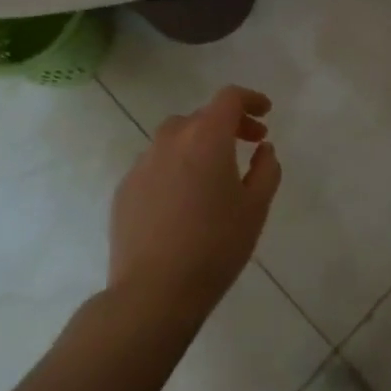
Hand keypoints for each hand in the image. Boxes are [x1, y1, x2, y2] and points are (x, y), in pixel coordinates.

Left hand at [109, 85, 281, 321]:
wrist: (153, 292)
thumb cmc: (215, 246)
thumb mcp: (256, 208)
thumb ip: (266, 169)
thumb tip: (263, 148)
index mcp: (206, 137)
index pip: (229, 98)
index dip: (250, 99)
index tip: (266, 114)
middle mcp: (171, 140)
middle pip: (202, 116)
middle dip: (229, 124)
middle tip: (249, 145)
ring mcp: (142, 164)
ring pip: (175, 138)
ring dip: (198, 144)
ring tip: (214, 173)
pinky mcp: (124, 189)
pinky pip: (155, 165)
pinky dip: (174, 168)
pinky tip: (183, 200)